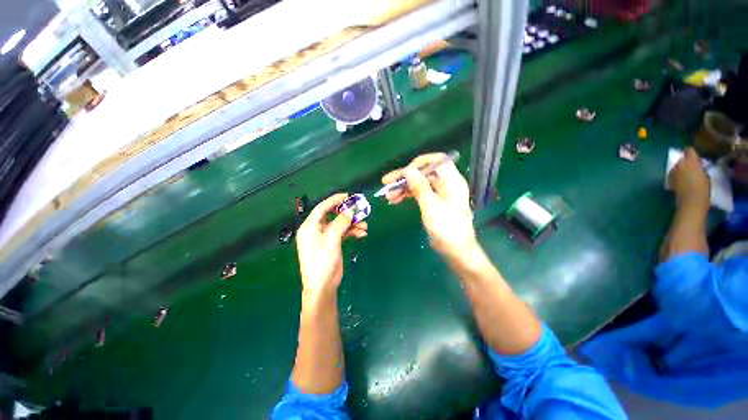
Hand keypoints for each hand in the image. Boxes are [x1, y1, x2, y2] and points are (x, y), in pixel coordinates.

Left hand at [296, 193, 367, 295]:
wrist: (323, 286)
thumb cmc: (322, 262)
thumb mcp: (331, 240)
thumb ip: (341, 223)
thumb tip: (350, 210)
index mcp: (310, 227)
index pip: (322, 208)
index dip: (334, 200)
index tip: (348, 196)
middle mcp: (316, 230)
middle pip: (332, 215)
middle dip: (346, 213)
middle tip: (359, 209)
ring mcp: (325, 237)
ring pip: (340, 224)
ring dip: (352, 224)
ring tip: (364, 225)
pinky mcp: (333, 243)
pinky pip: (343, 233)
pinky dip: (352, 232)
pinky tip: (362, 233)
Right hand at [382, 153, 476, 260]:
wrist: (456, 252)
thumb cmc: (446, 229)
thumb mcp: (431, 207)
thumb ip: (420, 187)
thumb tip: (409, 169)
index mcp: (452, 181)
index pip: (437, 161)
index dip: (419, 163)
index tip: (404, 171)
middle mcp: (447, 184)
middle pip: (424, 173)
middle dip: (405, 177)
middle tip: (386, 183)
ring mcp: (440, 194)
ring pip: (420, 184)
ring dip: (404, 188)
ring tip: (388, 196)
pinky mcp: (435, 203)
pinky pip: (420, 194)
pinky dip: (408, 195)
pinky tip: (396, 200)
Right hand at [670, 148, 709, 206]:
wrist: (694, 200)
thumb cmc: (681, 186)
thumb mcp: (673, 175)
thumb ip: (676, 167)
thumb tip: (678, 163)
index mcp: (691, 160)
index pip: (689, 150)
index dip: (685, 151)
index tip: (681, 153)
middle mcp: (700, 164)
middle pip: (695, 159)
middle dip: (690, 161)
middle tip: (683, 164)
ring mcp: (705, 173)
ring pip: (699, 167)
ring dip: (694, 169)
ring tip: (686, 174)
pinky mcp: (707, 182)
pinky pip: (701, 176)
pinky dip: (696, 177)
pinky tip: (691, 182)